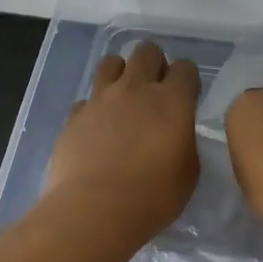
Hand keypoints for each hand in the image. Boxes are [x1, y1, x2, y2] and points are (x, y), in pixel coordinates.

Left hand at [47, 42, 200, 240]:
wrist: (95, 210)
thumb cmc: (154, 196)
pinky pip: (85, 100)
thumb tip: (176, 133)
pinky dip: (93, 109)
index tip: (186, 98)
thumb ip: (184, 141)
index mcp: (172, 100)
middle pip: (147, 52)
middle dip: (154, 64)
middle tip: (156, 90)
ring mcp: (100, 99)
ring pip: (110, 63)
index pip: (186, 68)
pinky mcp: (73, 117)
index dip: (187, 80)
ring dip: (121, 74)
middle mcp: (136, 89)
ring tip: (124, 99)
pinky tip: (97, 129)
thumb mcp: (189, 171)